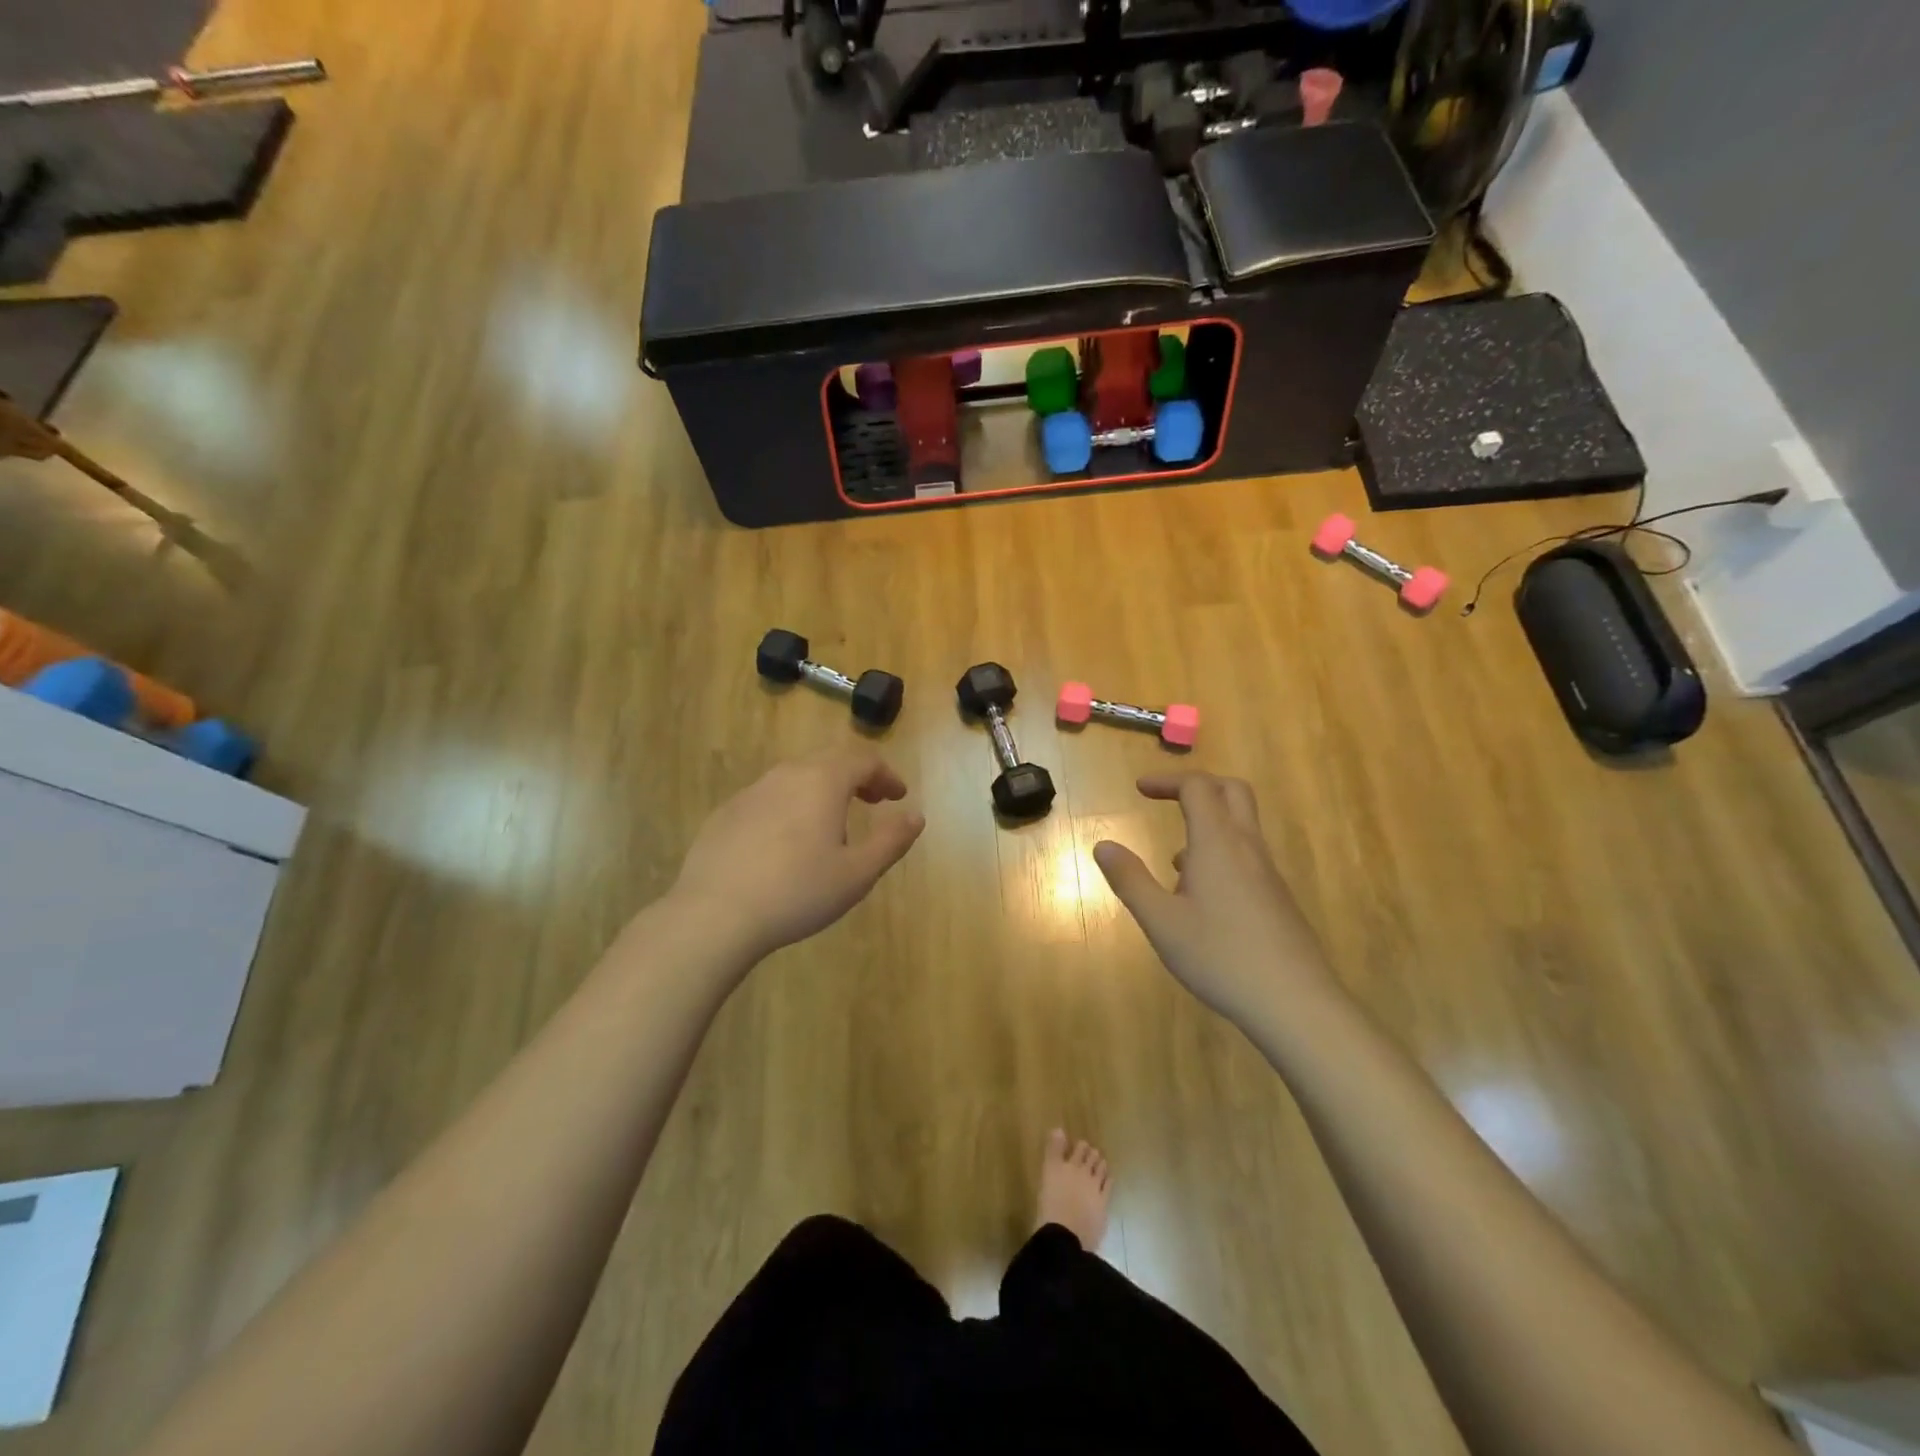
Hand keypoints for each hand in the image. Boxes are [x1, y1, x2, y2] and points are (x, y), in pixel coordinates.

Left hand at [668, 747, 925, 964]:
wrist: (714, 915)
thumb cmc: (798, 892)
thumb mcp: (857, 873)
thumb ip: (891, 841)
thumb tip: (916, 816)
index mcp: (822, 781)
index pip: (863, 760)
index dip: (886, 775)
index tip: (898, 797)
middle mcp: (786, 775)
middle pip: (829, 761)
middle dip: (857, 778)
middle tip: (872, 802)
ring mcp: (751, 792)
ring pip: (796, 778)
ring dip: (822, 791)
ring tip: (831, 824)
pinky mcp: (726, 814)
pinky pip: (769, 798)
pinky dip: (790, 807)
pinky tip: (786, 843)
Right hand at [1093, 774, 1336, 1032]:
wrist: (1295, 1003)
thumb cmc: (1221, 957)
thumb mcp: (1161, 922)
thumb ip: (1130, 880)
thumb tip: (1103, 845)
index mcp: (1217, 844)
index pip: (1198, 788)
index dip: (1168, 781)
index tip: (1140, 789)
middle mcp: (1247, 848)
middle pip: (1232, 792)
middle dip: (1197, 786)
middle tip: (1166, 800)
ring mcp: (1268, 873)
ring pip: (1242, 826)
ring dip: (1208, 824)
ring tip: (1174, 862)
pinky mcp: (1277, 898)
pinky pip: (1247, 856)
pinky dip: (1221, 854)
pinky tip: (1201, 899)